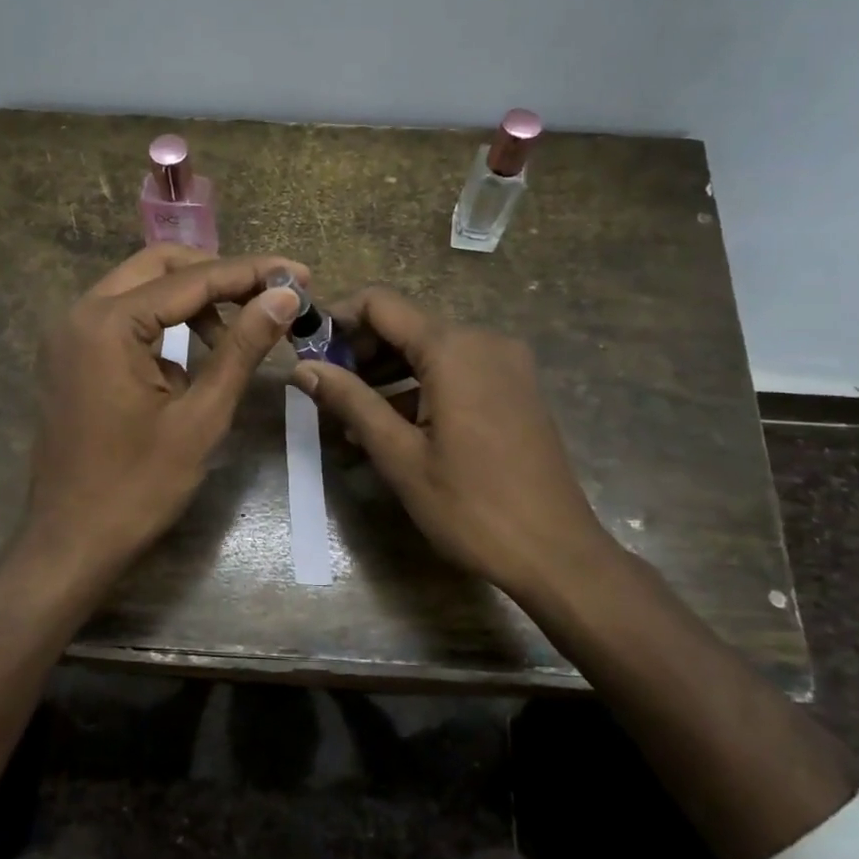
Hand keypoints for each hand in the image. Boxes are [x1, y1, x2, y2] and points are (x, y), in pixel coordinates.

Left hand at [22, 244, 305, 593]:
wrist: (71, 543)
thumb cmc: (138, 487)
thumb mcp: (201, 416)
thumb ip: (242, 348)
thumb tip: (284, 298)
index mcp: (109, 323)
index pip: (192, 279)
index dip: (251, 273)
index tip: (300, 275)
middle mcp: (80, 313)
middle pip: (159, 267)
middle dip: (218, 276)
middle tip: (268, 297)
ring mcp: (69, 336)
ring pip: (140, 290)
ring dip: (191, 302)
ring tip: (236, 339)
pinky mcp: (70, 358)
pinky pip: (123, 321)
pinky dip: (163, 326)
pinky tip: (193, 362)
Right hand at [290, 287, 619, 607]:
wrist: (556, 554)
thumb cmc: (471, 506)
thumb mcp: (400, 455)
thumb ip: (350, 402)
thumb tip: (302, 368)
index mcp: (453, 349)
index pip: (381, 304)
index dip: (338, 319)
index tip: (309, 352)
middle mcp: (484, 341)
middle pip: (406, 325)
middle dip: (361, 353)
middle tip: (326, 393)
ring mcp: (506, 364)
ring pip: (431, 351)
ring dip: (388, 375)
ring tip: (352, 419)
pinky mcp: (516, 389)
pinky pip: (457, 372)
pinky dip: (421, 388)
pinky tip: (394, 427)